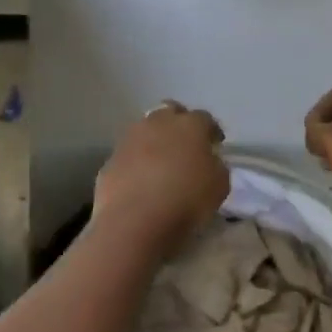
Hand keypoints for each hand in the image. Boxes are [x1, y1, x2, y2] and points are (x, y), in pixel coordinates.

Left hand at [92, 100, 229, 254]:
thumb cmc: (186, 200)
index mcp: (190, 125)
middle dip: (179, 123)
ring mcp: (131, 138)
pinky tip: (141, 180)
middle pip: (171, 111)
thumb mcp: (219, 186)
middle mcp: (159, 122)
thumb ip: (216, 166)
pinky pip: (129, 154)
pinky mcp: (112, 158)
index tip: (215, 144)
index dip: (211, 131)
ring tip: (161, 162)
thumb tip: (209, 162)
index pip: (205, 119)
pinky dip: (136, 161)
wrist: (135, 220)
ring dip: (155, 140)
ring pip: (146, 129)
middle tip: (185, 144)